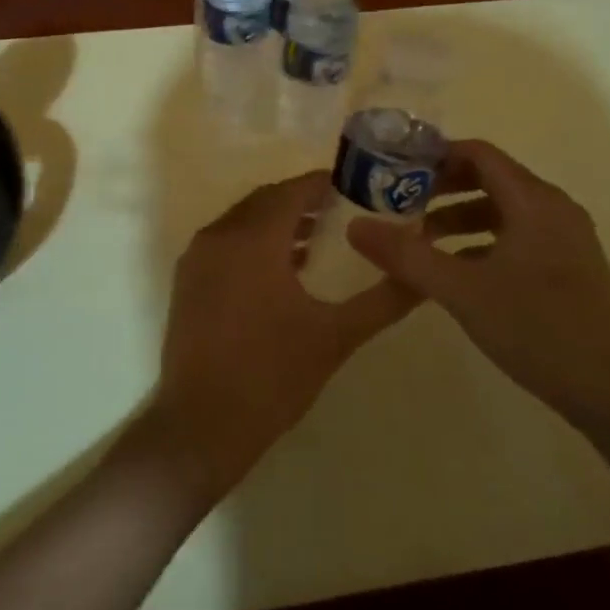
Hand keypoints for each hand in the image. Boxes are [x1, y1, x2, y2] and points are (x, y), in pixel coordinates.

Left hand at [144, 172, 425, 504]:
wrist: (202, 425)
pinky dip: (253, 243)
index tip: (356, 188)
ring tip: (318, 241)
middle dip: (302, 202)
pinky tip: (281, 271)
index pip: (291, 192)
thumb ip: (383, 300)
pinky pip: (224, 243)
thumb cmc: (273, 376)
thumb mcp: (336, 336)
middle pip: (265, 201)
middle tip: (343, 212)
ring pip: (242, 221)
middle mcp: (219, 236)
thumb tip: (422, 276)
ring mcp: (196, 258)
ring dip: (277, 223)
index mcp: (253, 239)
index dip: (323, 185)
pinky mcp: (186, 281)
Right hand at [346, 140, 609, 431]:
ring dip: (459, 215)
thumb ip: (406, 256)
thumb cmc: (539, 330)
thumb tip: (355, 226)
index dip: (435, 155)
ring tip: (420, 237)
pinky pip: (517, 235)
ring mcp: (566, 239)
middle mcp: (554, 209)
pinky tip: (455, 269)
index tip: (395, 169)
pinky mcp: (568, 267)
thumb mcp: (462, 292)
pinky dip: (482, 240)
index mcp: (534, 202)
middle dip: (442, 187)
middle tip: (399, 201)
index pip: (479, 154)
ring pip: (503, 209)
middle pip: (490, 178)